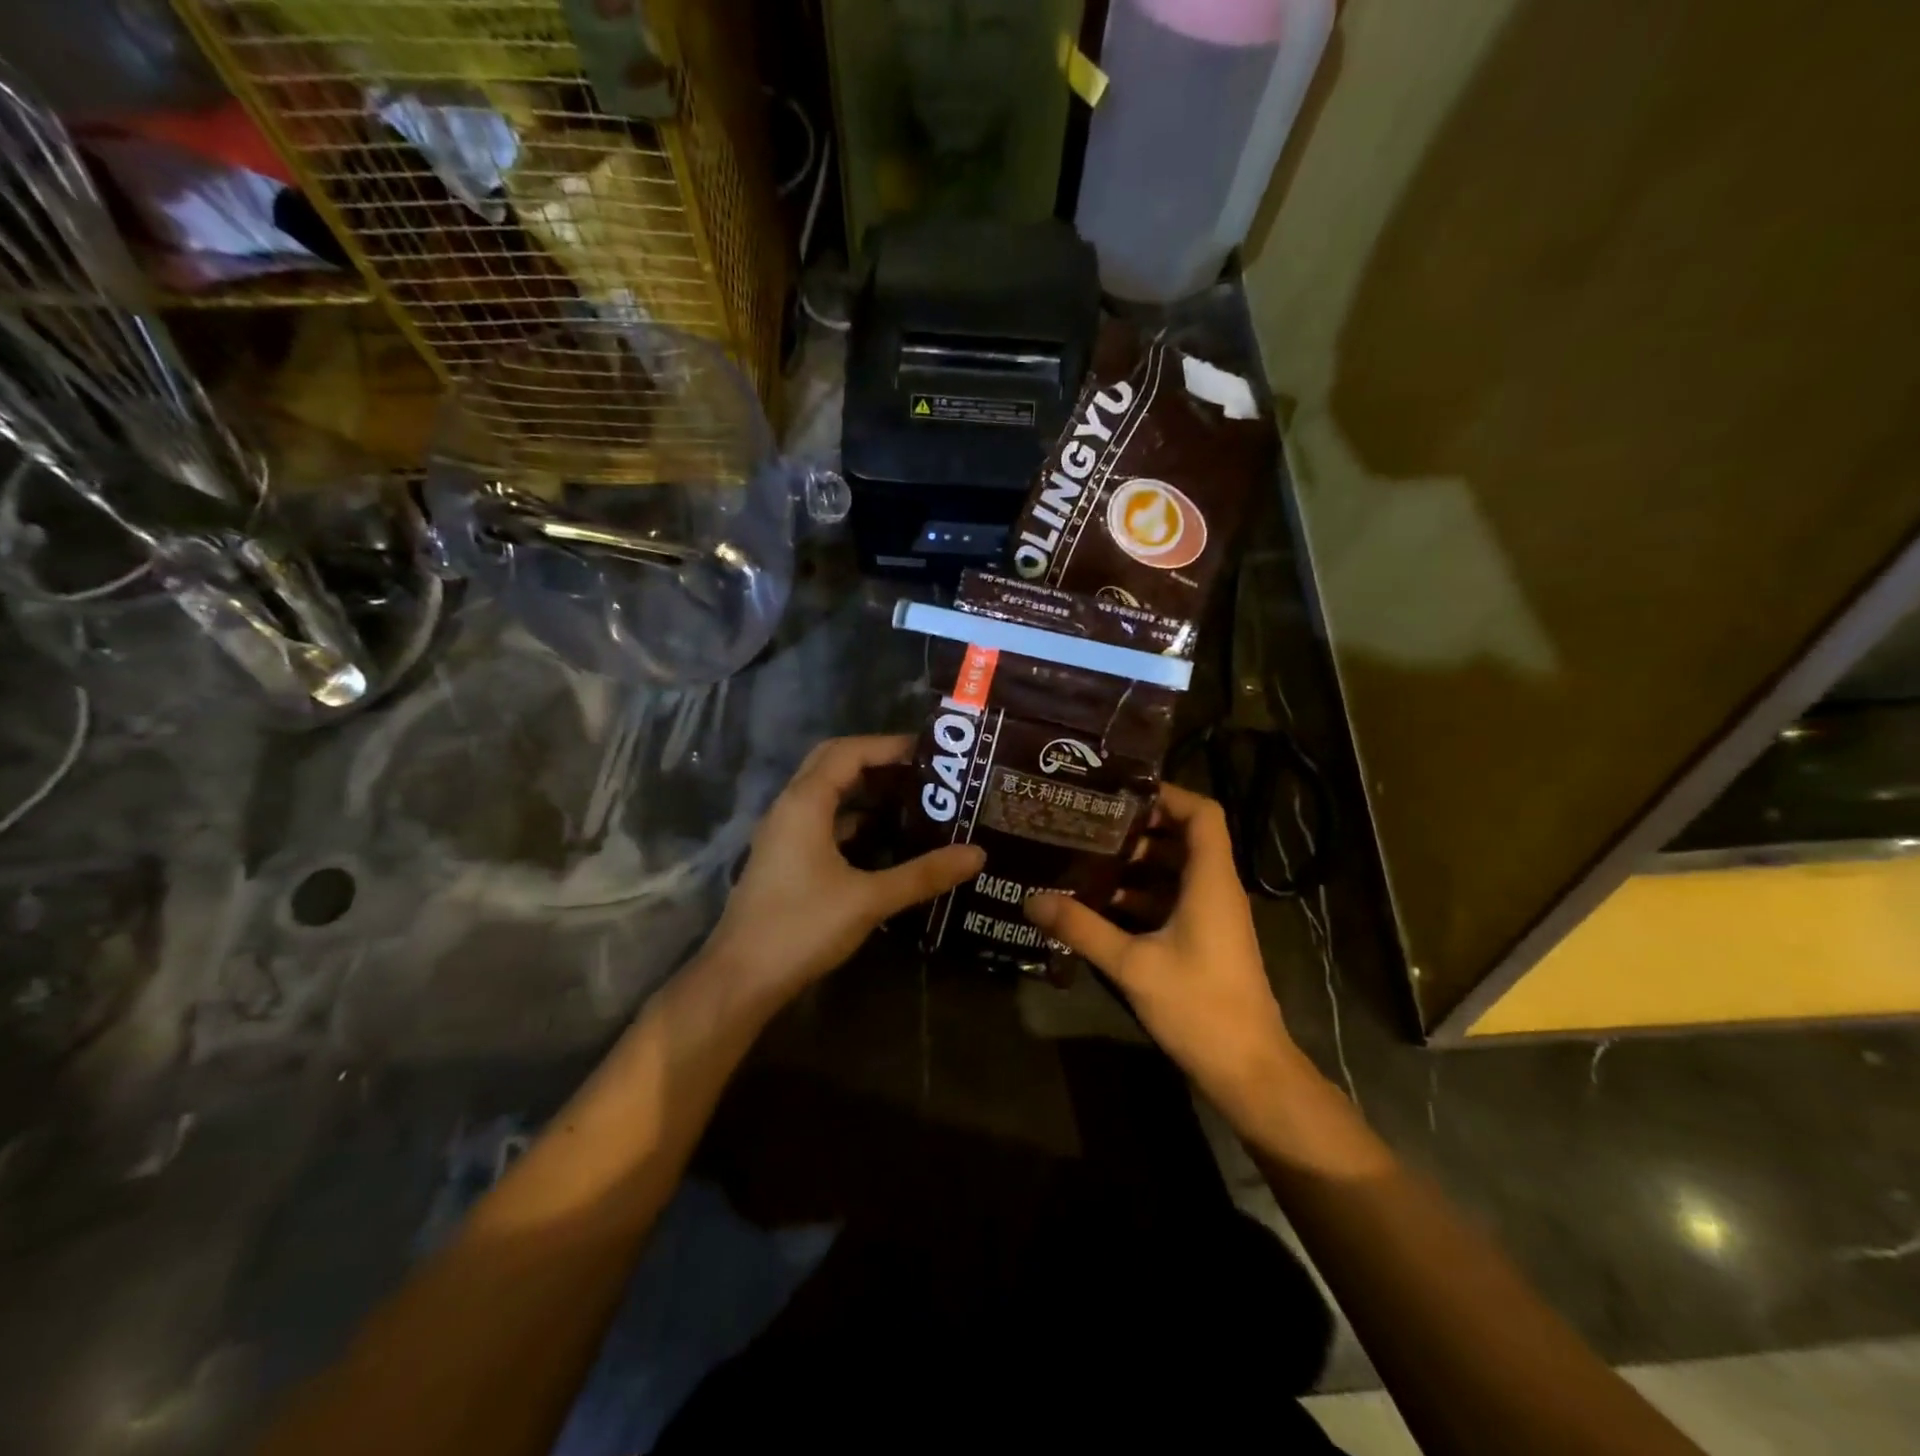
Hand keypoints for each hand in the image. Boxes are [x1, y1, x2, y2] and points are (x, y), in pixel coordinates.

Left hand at [703, 735, 984, 1010]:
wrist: (741, 979)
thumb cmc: (802, 927)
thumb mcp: (869, 899)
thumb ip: (923, 874)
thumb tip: (977, 854)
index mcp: (805, 803)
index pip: (849, 752)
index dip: (889, 746)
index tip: (930, 753)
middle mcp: (790, 808)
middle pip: (834, 764)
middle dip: (878, 762)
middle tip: (923, 772)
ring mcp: (784, 834)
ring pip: (827, 794)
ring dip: (865, 791)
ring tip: (912, 800)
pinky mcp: (785, 858)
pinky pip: (823, 822)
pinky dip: (853, 820)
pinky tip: (885, 840)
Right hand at [1024, 784, 1302, 1121]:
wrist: (1248, 1070)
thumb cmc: (1199, 1006)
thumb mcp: (1132, 964)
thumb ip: (1082, 929)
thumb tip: (1031, 899)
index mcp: (1210, 881)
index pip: (1203, 814)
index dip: (1167, 795)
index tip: (1120, 793)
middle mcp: (1216, 890)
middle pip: (1183, 838)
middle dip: (1137, 829)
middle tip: (1088, 824)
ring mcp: (1213, 916)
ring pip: (1175, 871)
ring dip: (1135, 865)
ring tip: (1085, 859)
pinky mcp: (1205, 940)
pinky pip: (1172, 900)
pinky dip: (1140, 896)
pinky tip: (1100, 907)